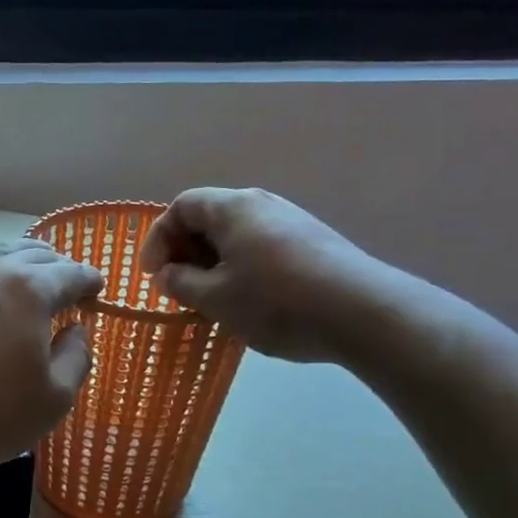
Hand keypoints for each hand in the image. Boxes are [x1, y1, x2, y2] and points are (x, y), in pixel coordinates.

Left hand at [0, 240, 102, 477]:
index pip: (70, 272)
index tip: (97, 290)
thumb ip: (76, 357)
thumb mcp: (54, 398)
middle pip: (31, 254)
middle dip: (56, 266)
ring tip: (27, 283)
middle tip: (67, 285)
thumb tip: (76, 330)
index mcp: (28, 289)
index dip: (89, 280)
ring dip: (18, 264)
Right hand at [139, 188, 397, 362]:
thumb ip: (180, 283)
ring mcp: (291, 222)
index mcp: (233, 208)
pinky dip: (240, 268)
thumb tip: (168, 274)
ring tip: (210, 299)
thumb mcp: (215, 299)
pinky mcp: (312, 243)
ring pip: (236, 235)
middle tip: (178, 287)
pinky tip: (247, 301)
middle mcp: (262, 204)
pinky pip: (260, 247)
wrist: (363, 313)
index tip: (153, 275)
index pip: (182, 206)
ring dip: (213, 263)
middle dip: (185, 252)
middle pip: (209, 217)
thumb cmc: (276, 303)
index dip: (159, 238)